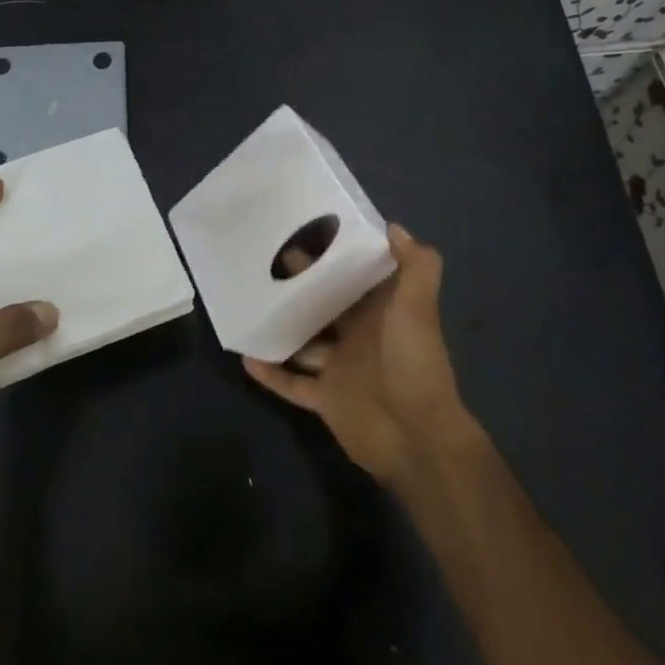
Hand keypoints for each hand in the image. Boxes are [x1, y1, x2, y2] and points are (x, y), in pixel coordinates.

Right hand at [243, 224, 476, 485]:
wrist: (417, 438)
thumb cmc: (414, 364)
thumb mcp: (418, 308)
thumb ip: (416, 266)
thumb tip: (394, 227)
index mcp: (380, 312)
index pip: (355, 276)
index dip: (335, 256)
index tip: (306, 230)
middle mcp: (359, 336)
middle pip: (324, 305)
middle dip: (300, 285)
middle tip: (265, 260)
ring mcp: (339, 368)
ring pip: (304, 342)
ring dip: (282, 327)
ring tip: (248, 302)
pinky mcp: (325, 398)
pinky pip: (291, 383)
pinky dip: (271, 372)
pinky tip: (246, 355)